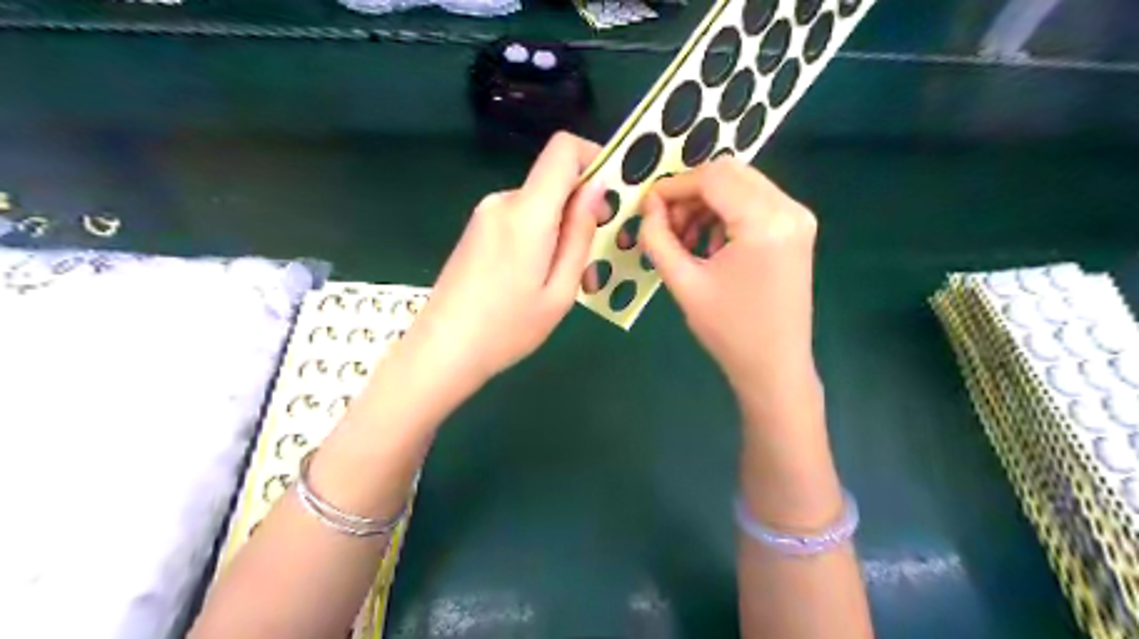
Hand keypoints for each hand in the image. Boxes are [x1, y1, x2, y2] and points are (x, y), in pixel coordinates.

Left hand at [411, 133, 604, 387]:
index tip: (611, 194)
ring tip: (566, 281)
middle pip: (554, 182)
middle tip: (593, 260)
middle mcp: (503, 201)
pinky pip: (520, 220)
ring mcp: (485, 215)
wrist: (442, 351)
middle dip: (582, 210)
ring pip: (539, 205)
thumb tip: (596, 189)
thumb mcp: (560, 290)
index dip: (594, 157)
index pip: (563, 149)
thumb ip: (579, 235)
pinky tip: (538, 279)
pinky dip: (539, 238)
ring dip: (561, 231)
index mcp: (526, 213)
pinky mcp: (476, 230)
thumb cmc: (507, 329)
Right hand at [639, 154, 819, 413]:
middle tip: (665, 224)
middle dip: (690, 192)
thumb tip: (648, 206)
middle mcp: (789, 209)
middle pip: (729, 172)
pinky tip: (709, 243)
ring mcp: (798, 217)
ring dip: (707, 202)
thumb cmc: (728, 331)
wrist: (775, 366)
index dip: (673, 187)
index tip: (646, 207)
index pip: (712, 178)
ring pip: (742, 184)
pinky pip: (755, 201)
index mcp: (764, 222)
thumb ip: (658, 238)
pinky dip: (726, 212)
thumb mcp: (683, 283)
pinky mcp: (797, 228)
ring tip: (685, 239)